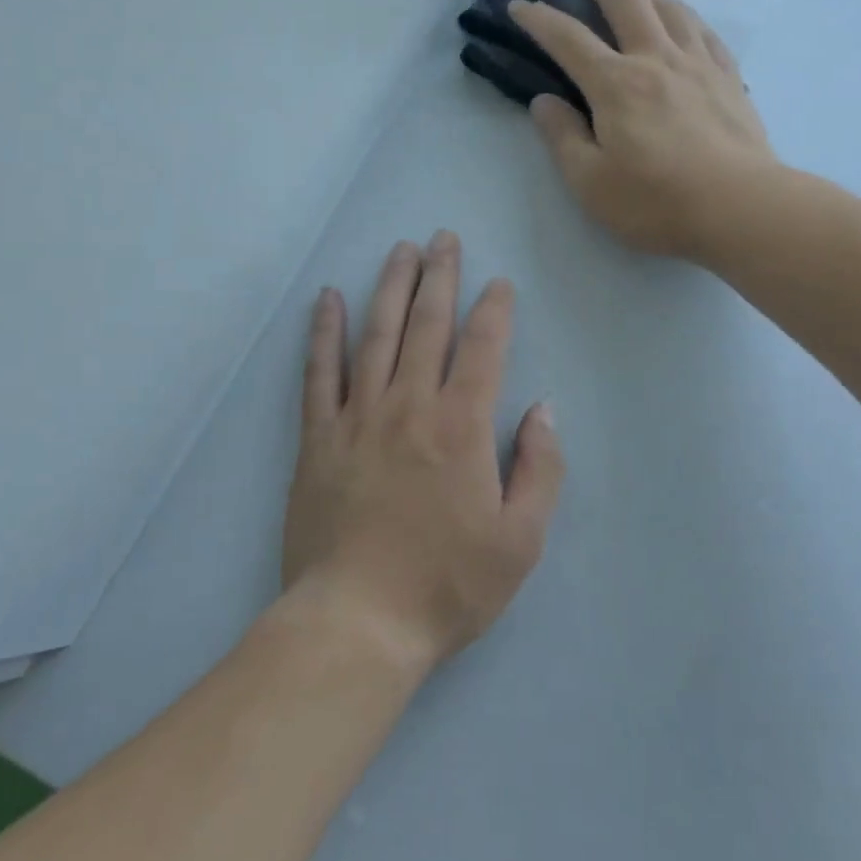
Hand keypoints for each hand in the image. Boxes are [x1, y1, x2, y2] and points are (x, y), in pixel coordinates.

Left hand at [282, 233, 562, 672]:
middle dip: (439, 277)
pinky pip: (319, 373)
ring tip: (399, 250)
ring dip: (390, 287)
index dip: (494, 310)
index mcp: (461, 427)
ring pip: (376, 335)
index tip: (498, 283)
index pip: (483, 349)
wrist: (357, 623)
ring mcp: (358, 418)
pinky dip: (324, 332)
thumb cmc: (446, 585)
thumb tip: (542, 409)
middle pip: (427, 325)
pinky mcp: (318, 438)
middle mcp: (409, 406)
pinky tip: (329, 299)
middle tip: (443, 238)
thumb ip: (539, 468)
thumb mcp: (520, 541)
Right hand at [512, 0, 773, 261]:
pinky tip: (683, 22)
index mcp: (616, 84)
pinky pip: (704, 32)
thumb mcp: (590, 182)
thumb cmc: (656, 202)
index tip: (519, 5)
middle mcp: (656, 60)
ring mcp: (699, 65)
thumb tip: (544, 102)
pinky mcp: (729, 79)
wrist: (741, 209)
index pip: (568, 39)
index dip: (540, 19)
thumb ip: (562, 138)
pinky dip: (685, 17)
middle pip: (626, 1)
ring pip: (670, 8)